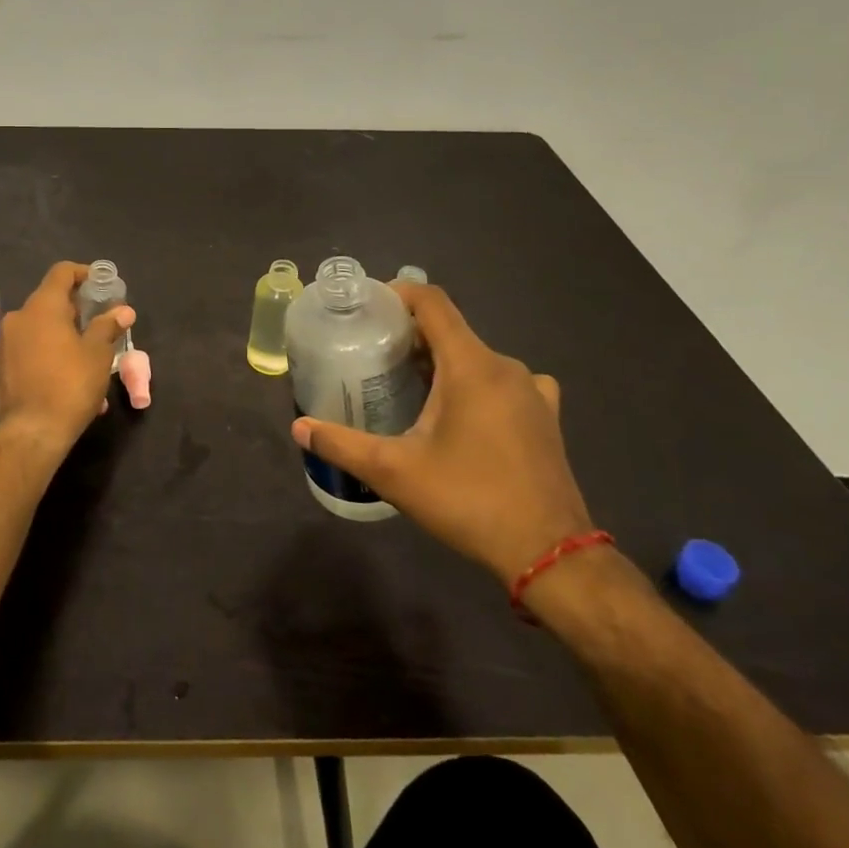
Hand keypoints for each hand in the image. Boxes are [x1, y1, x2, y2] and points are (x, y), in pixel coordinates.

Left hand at [0, 262, 134, 451]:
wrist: (30, 432)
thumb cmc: (70, 385)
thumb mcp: (98, 354)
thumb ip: (108, 326)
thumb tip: (123, 310)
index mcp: (42, 307)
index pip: (61, 272)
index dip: (83, 273)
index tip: (101, 284)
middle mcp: (19, 317)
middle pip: (50, 300)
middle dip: (77, 310)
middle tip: (100, 324)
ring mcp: (6, 342)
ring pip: (41, 328)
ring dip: (65, 336)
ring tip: (89, 359)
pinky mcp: (1, 366)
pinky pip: (30, 349)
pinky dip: (50, 354)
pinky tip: (69, 379)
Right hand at [291, 282, 592, 584]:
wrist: (550, 554)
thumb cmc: (469, 500)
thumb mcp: (394, 472)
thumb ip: (342, 444)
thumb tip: (298, 428)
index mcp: (471, 366)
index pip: (433, 302)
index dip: (398, 293)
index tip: (367, 306)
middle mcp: (505, 367)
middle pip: (451, 330)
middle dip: (411, 335)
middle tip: (373, 355)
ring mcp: (532, 391)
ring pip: (477, 357)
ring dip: (442, 361)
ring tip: (409, 384)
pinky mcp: (546, 416)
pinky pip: (504, 381)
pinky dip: (477, 384)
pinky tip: (465, 412)